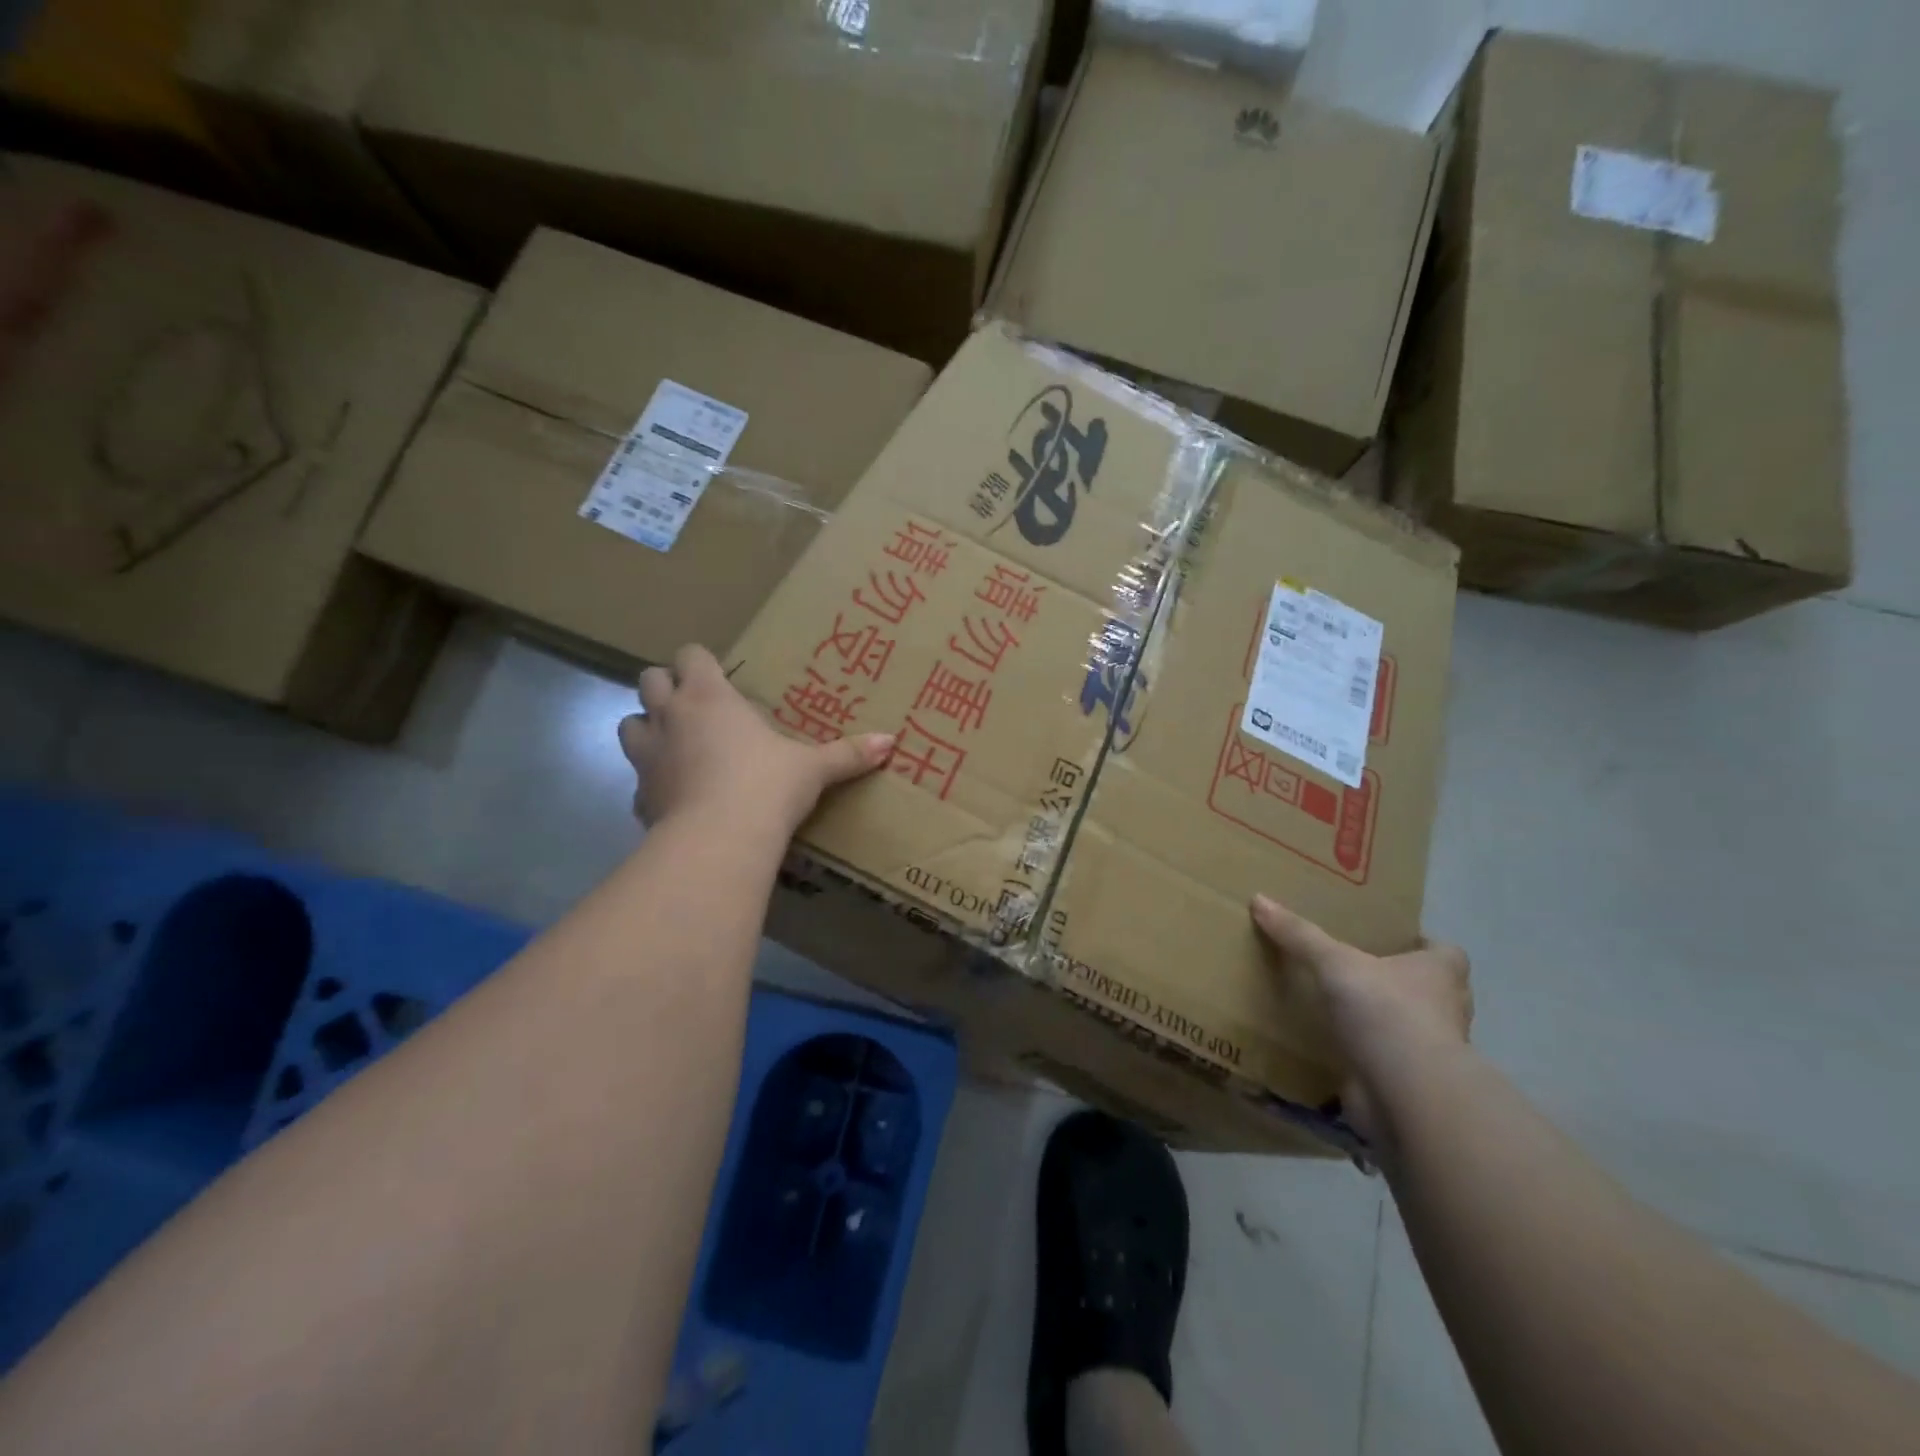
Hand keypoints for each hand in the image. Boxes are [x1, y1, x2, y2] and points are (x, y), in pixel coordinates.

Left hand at [617, 646, 893, 833]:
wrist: (719, 840)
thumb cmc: (766, 785)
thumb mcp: (813, 768)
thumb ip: (848, 753)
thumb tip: (891, 741)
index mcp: (709, 696)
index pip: (689, 655)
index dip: (700, 662)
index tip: (719, 677)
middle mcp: (670, 716)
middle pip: (648, 680)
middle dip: (666, 687)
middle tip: (696, 707)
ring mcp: (647, 757)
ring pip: (628, 725)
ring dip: (648, 729)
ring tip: (677, 747)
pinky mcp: (639, 797)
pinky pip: (638, 781)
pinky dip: (653, 783)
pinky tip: (677, 798)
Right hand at [1251, 895, 1471, 1144]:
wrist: (1406, 1093)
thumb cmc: (1385, 1011)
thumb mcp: (1335, 962)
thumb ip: (1299, 935)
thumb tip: (1259, 900)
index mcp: (1439, 975)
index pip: (1447, 953)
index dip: (1425, 946)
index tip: (1394, 942)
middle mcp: (1446, 1011)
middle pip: (1432, 991)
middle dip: (1403, 984)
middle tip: (1360, 972)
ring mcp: (1433, 1053)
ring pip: (1412, 1029)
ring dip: (1387, 1024)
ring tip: (1344, 1011)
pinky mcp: (1412, 1085)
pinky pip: (1389, 1064)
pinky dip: (1370, 1059)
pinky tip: (1337, 1050)